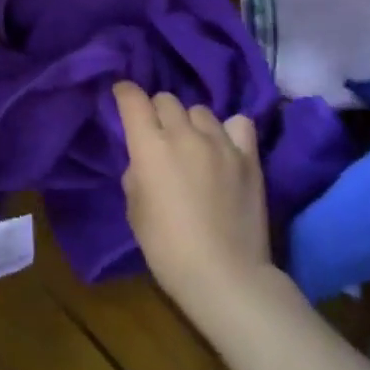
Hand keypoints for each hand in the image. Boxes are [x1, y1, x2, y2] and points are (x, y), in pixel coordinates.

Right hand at [114, 81, 275, 324]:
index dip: (124, 93)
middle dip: (157, 112)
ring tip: (194, 145)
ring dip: (191, 123)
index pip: (132, 99)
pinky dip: (228, 130)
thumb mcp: (135, 211)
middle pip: (167, 99)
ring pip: (200, 110)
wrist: (226, 277)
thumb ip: (137, 174)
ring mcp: (220, 142)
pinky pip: (238, 123)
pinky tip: (225, 146)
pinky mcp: (248, 156)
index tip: (121, 96)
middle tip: (158, 136)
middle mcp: (184, 134)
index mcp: (150, 146)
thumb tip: (144, 160)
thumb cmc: (168, 250)